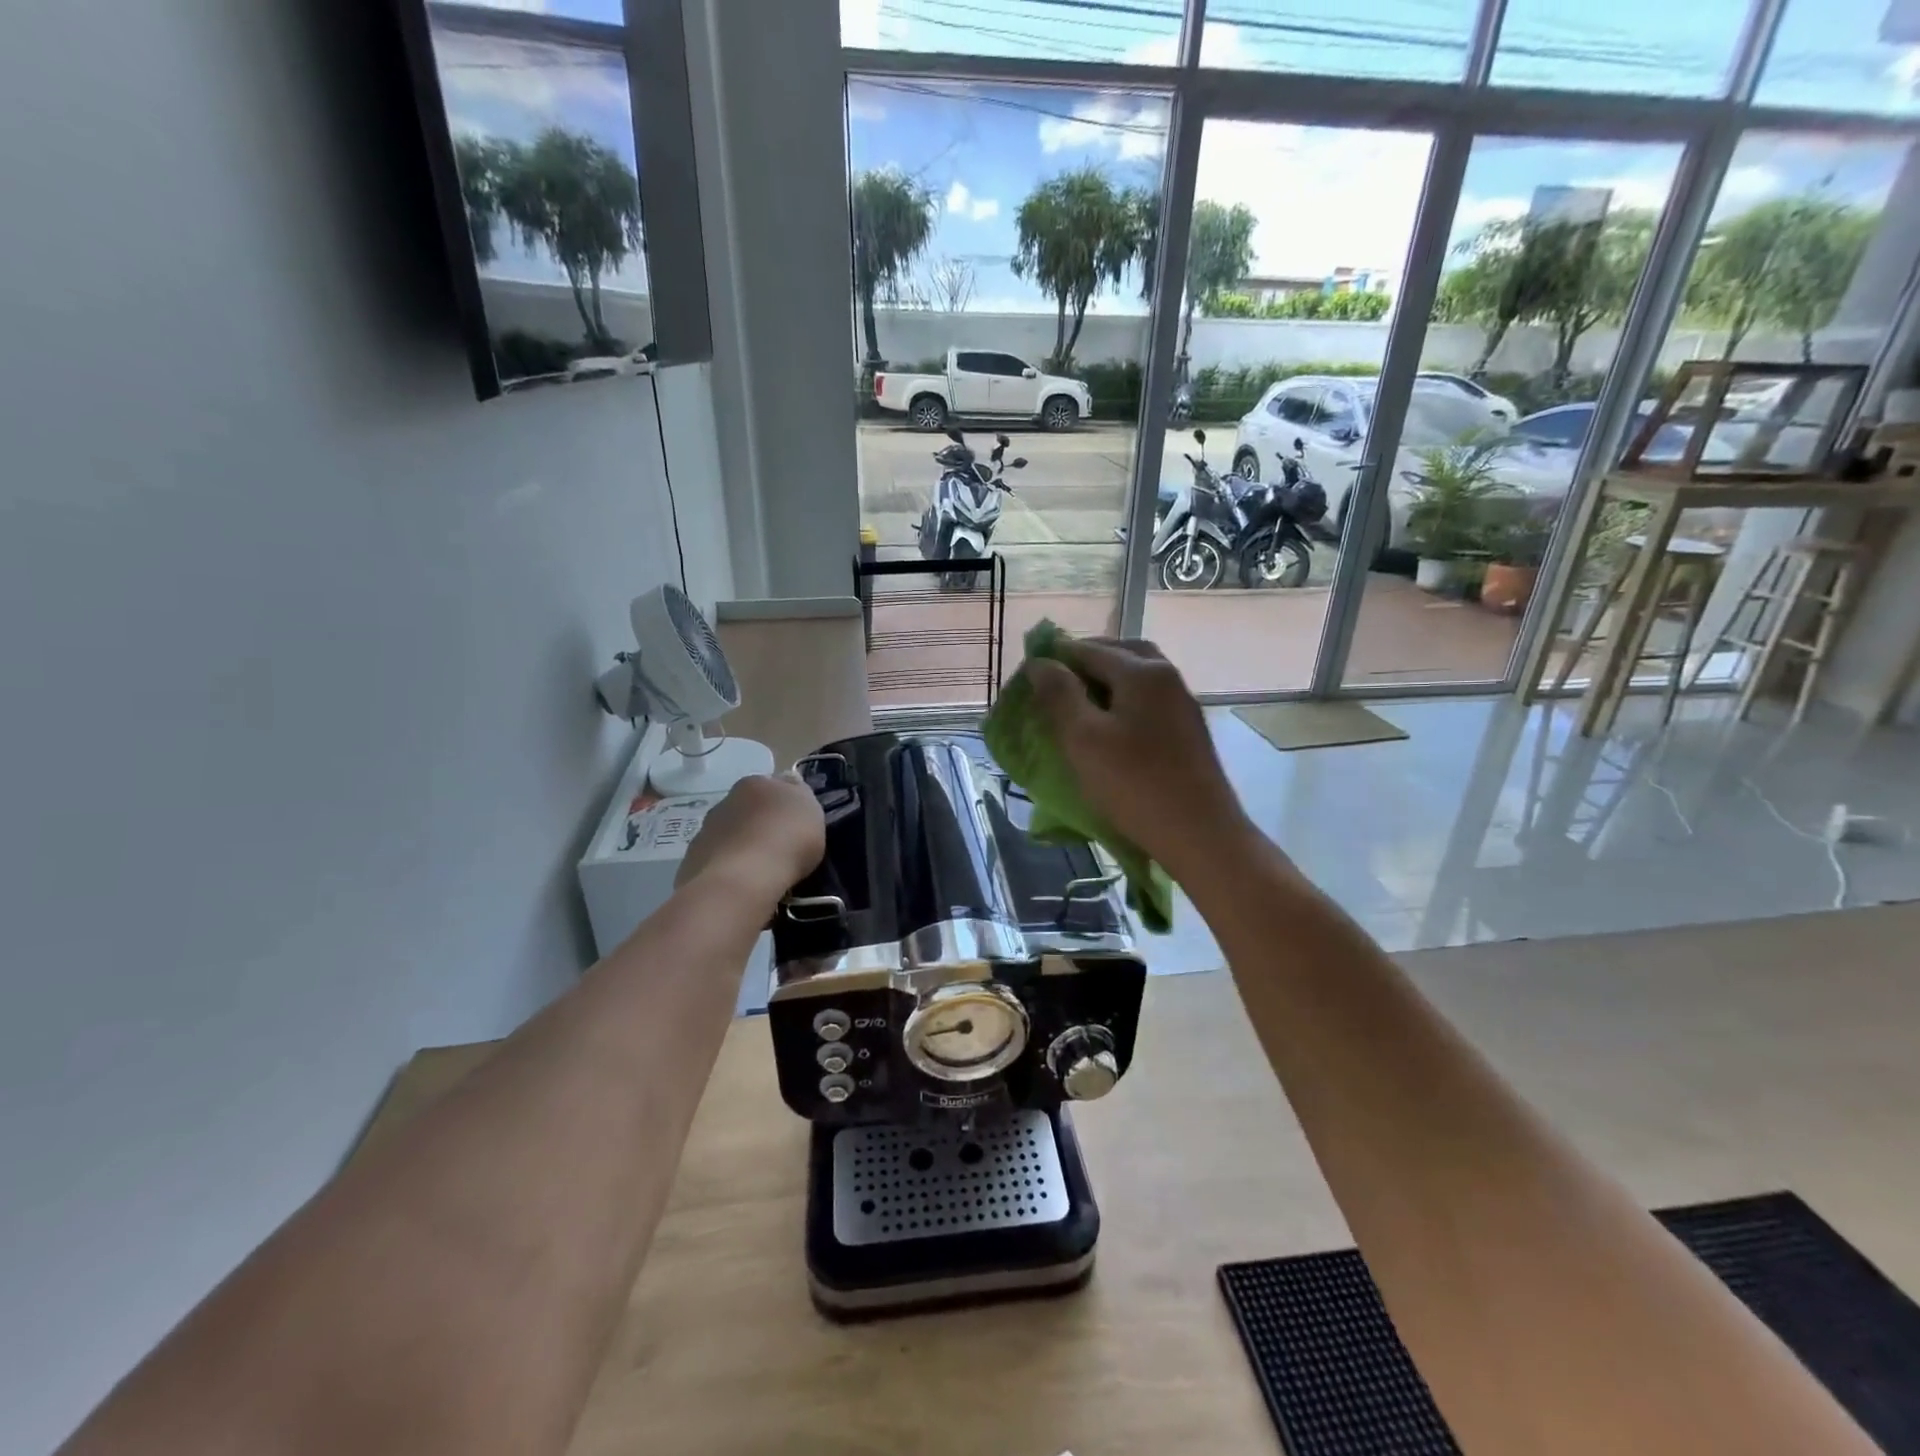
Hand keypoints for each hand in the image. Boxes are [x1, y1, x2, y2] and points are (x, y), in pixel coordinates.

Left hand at [676, 773, 825, 900]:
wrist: (743, 880)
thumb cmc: (786, 840)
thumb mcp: (811, 811)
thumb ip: (800, 795)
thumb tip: (788, 783)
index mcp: (755, 784)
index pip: (772, 787)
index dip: (784, 806)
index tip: (795, 826)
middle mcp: (725, 801)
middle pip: (748, 811)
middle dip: (760, 826)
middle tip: (779, 849)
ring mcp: (705, 832)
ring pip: (729, 836)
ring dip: (742, 848)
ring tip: (761, 873)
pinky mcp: (692, 862)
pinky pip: (717, 863)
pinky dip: (729, 870)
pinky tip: (742, 886)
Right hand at [1025, 638, 1256, 880]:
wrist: (1200, 834)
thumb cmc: (1135, 784)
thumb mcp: (1083, 738)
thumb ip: (1059, 695)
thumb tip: (1040, 663)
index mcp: (1141, 671)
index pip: (1088, 649)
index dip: (1055, 658)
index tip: (1027, 676)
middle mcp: (1167, 677)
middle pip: (1120, 653)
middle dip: (1085, 661)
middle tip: (1055, 683)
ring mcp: (1182, 704)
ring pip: (1138, 676)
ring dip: (1106, 680)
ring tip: (1078, 705)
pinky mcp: (1188, 731)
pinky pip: (1149, 700)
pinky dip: (1124, 699)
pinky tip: (1109, 725)